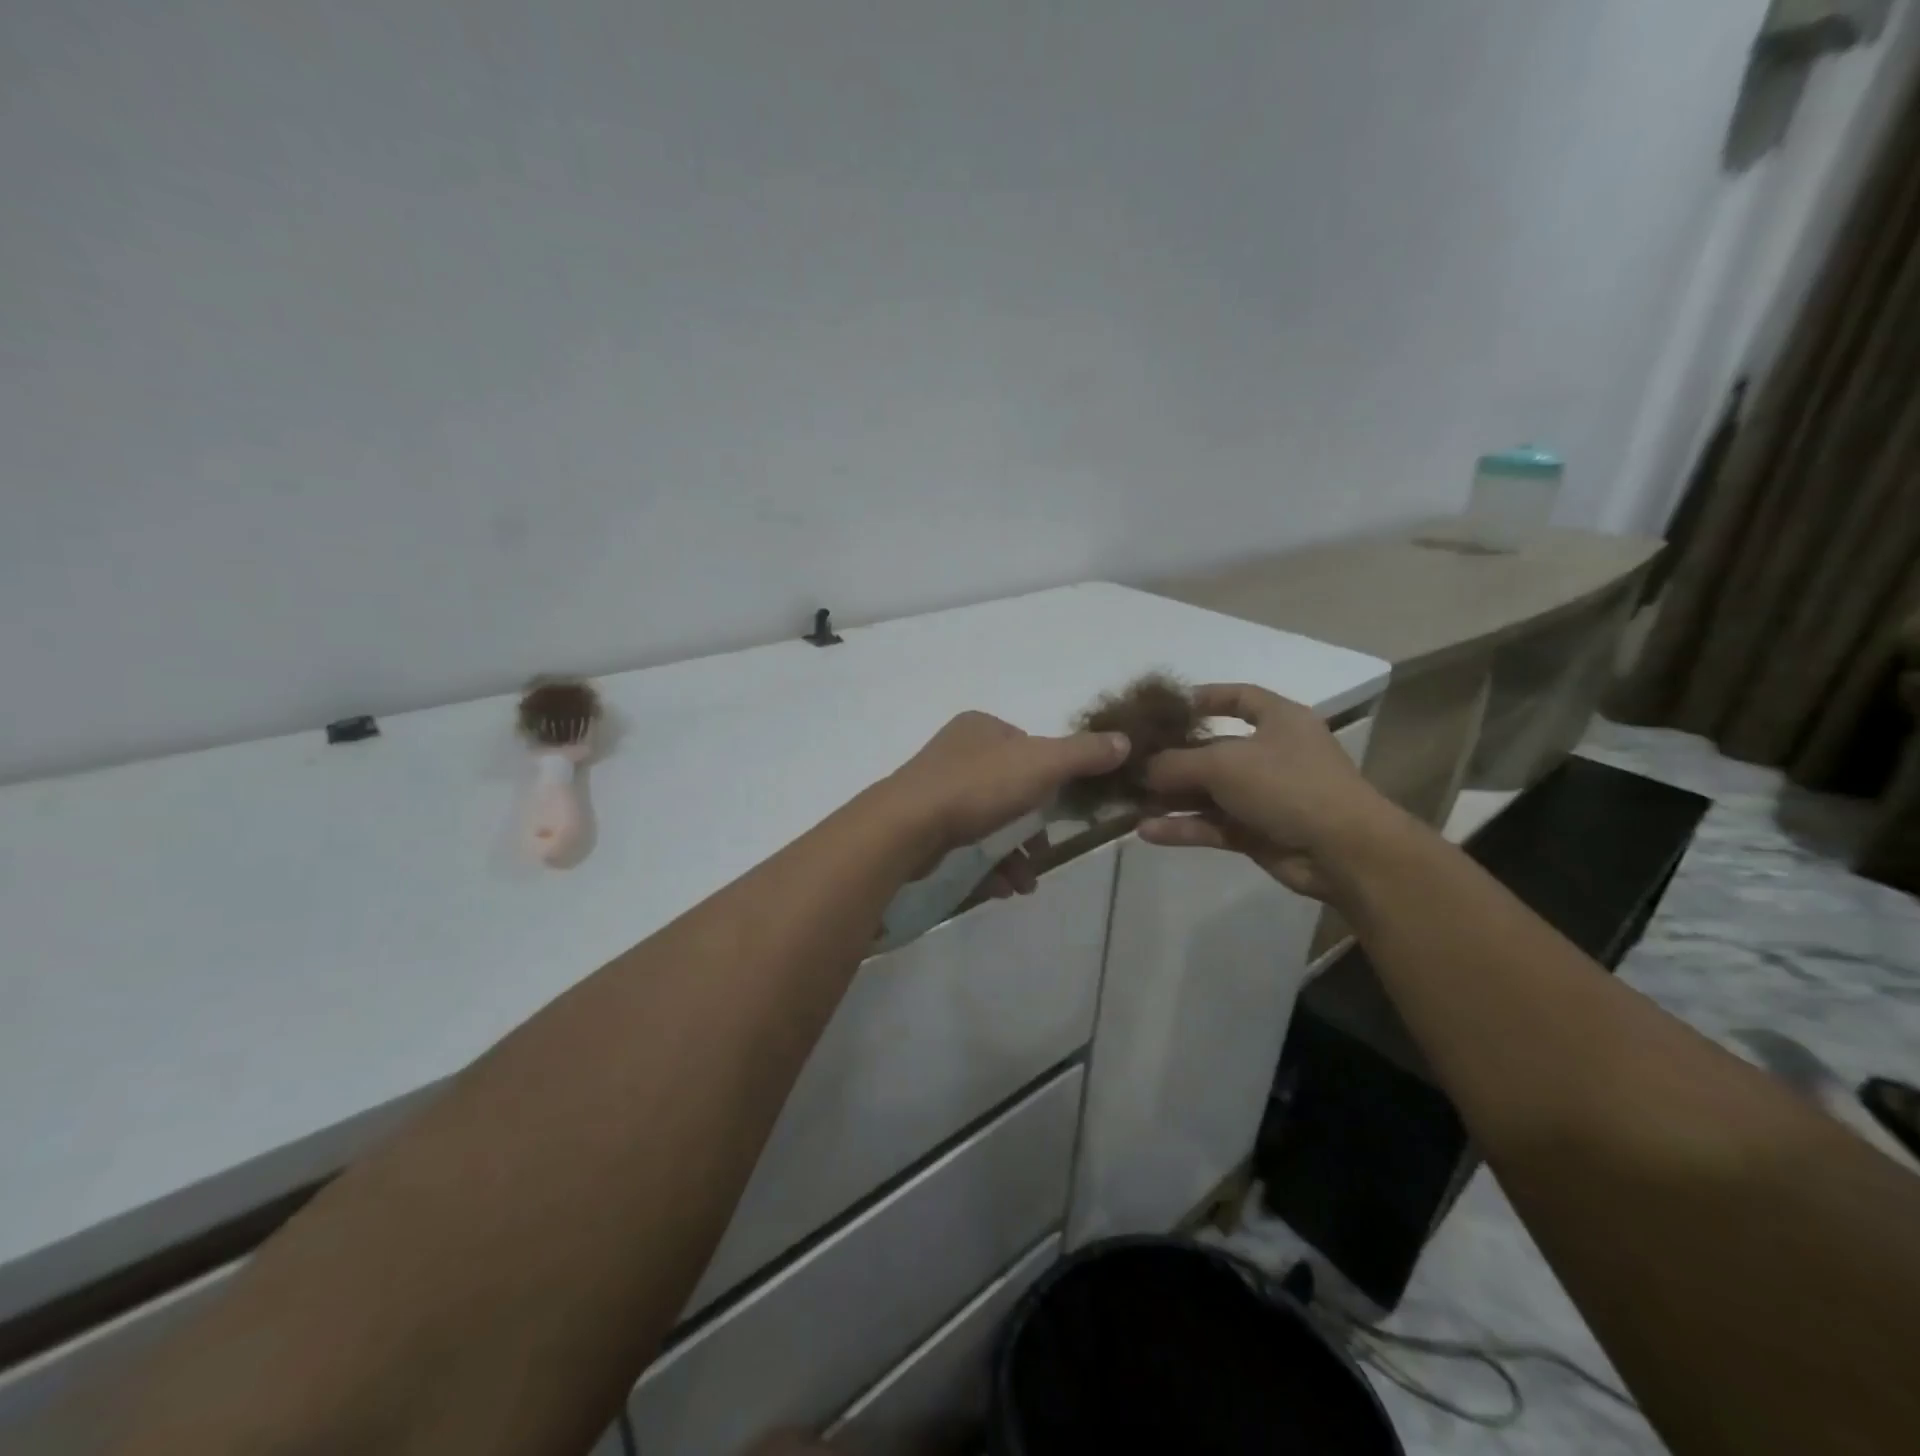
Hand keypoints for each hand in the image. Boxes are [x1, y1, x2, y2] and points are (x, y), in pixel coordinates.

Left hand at [882, 711, 1129, 895]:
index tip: (1062, 811)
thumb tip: (1125, 741)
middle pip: (1012, 789)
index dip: (1051, 779)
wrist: (907, 826)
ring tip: (1025, 883)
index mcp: (982, 727)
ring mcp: (936, 787)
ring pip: (990, 820)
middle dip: (1033, 828)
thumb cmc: (979, 786)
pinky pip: (966, 841)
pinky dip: (988, 864)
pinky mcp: (923, 822)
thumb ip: (1084, 754)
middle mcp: (957, 751)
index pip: (1029, 747)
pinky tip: (1001, 888)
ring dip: (1014, 853)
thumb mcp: (1043, 763)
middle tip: (1044, 854)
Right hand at [1137, 683, 1388, 899]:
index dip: (1204, 698)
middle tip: (1129, 762)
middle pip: (1212, 749)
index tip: (1165, 708)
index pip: (1238, 697)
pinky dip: (1182, 827)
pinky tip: (1145, 831)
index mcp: (1278, 720)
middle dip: (1171, 757)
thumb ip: (1176, 762)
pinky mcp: (1256, 832)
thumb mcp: (1225, 763)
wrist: (1343, 852)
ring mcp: (1264, 795)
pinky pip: (1211, 824)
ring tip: (1127, 800)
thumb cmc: (1288, 785)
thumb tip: (1141, 769)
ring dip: (1170, 797)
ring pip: (1207, 792)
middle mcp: (1271, 754)